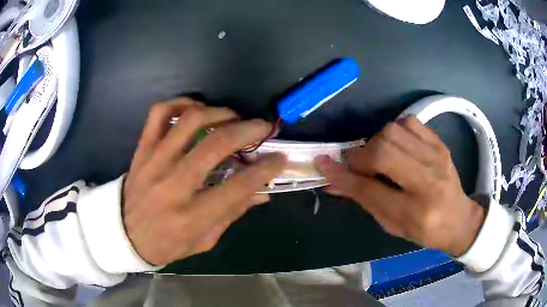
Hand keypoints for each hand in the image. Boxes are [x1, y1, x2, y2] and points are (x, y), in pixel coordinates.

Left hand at [123, 98, 285, 264]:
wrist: (123, 234)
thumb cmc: (166, 244)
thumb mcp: (203, 241)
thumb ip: (232, 214)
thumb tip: (262, 193)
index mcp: (191, 217)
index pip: (237, 187)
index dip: (265, 170)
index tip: (280, 158)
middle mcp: (172, 186)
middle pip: (215, 145)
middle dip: (248, 131)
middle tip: (263, 128)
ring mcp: (153, 162)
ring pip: (189, 122)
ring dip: (219, 113)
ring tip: (233, 117)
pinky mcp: (141, 150)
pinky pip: (159, 114)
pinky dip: (180, 103)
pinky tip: (196, 108)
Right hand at [315, 116, 484, 256]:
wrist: (459, 219)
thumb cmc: (424, 230)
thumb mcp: (392, 224)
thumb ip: (364, 200)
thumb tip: (333, 182)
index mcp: (414, 212)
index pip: (370, 189)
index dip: (342, 174)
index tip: (323, 162)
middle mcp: (428, 181)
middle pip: (383, 151)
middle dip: (360, 155)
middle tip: (357, 164)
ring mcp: (437, 158)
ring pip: (394, 131)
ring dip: (376, 141)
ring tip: (377, 155)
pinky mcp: (440, 144)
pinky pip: (410, 122)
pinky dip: (395, 130)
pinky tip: (396, 145)